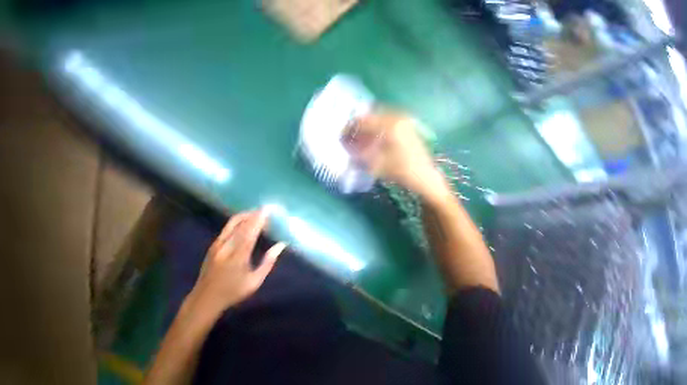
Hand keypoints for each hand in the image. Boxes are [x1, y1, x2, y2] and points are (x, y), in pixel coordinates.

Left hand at [188, 209, 286, 315]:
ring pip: (232, 223)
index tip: (268, 209)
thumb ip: (269, 262)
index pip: (250, 232)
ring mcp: (217, 245)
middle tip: (266, 209)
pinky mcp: (213, 245)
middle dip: (254, 214)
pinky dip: (239, 221)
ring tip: (257, 213)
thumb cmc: (233, 292)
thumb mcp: (255, 281)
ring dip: (246, 215)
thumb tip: (281, 245)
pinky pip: (227, 227)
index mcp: (238, 256)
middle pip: (241, 224)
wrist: (204, 300)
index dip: (259, 219)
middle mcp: (226, 247)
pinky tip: (246, 221)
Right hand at [343, 111, 448, 200]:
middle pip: (371, 116)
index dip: (350, 128)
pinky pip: (388, 120)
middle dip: (359, 126)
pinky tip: (375, 136)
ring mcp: (405, 120)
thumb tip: (348, 144)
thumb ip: (360, 152)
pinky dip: (378, 126)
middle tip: (351, 136)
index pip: (364, 122)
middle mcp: (398, 117)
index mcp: (389, 126)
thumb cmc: (400, 171)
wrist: (424, 176)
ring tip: (361, 137)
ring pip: (380, 117)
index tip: (342, 136)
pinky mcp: (408, 125)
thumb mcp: (376, 164)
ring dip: (368, 125)